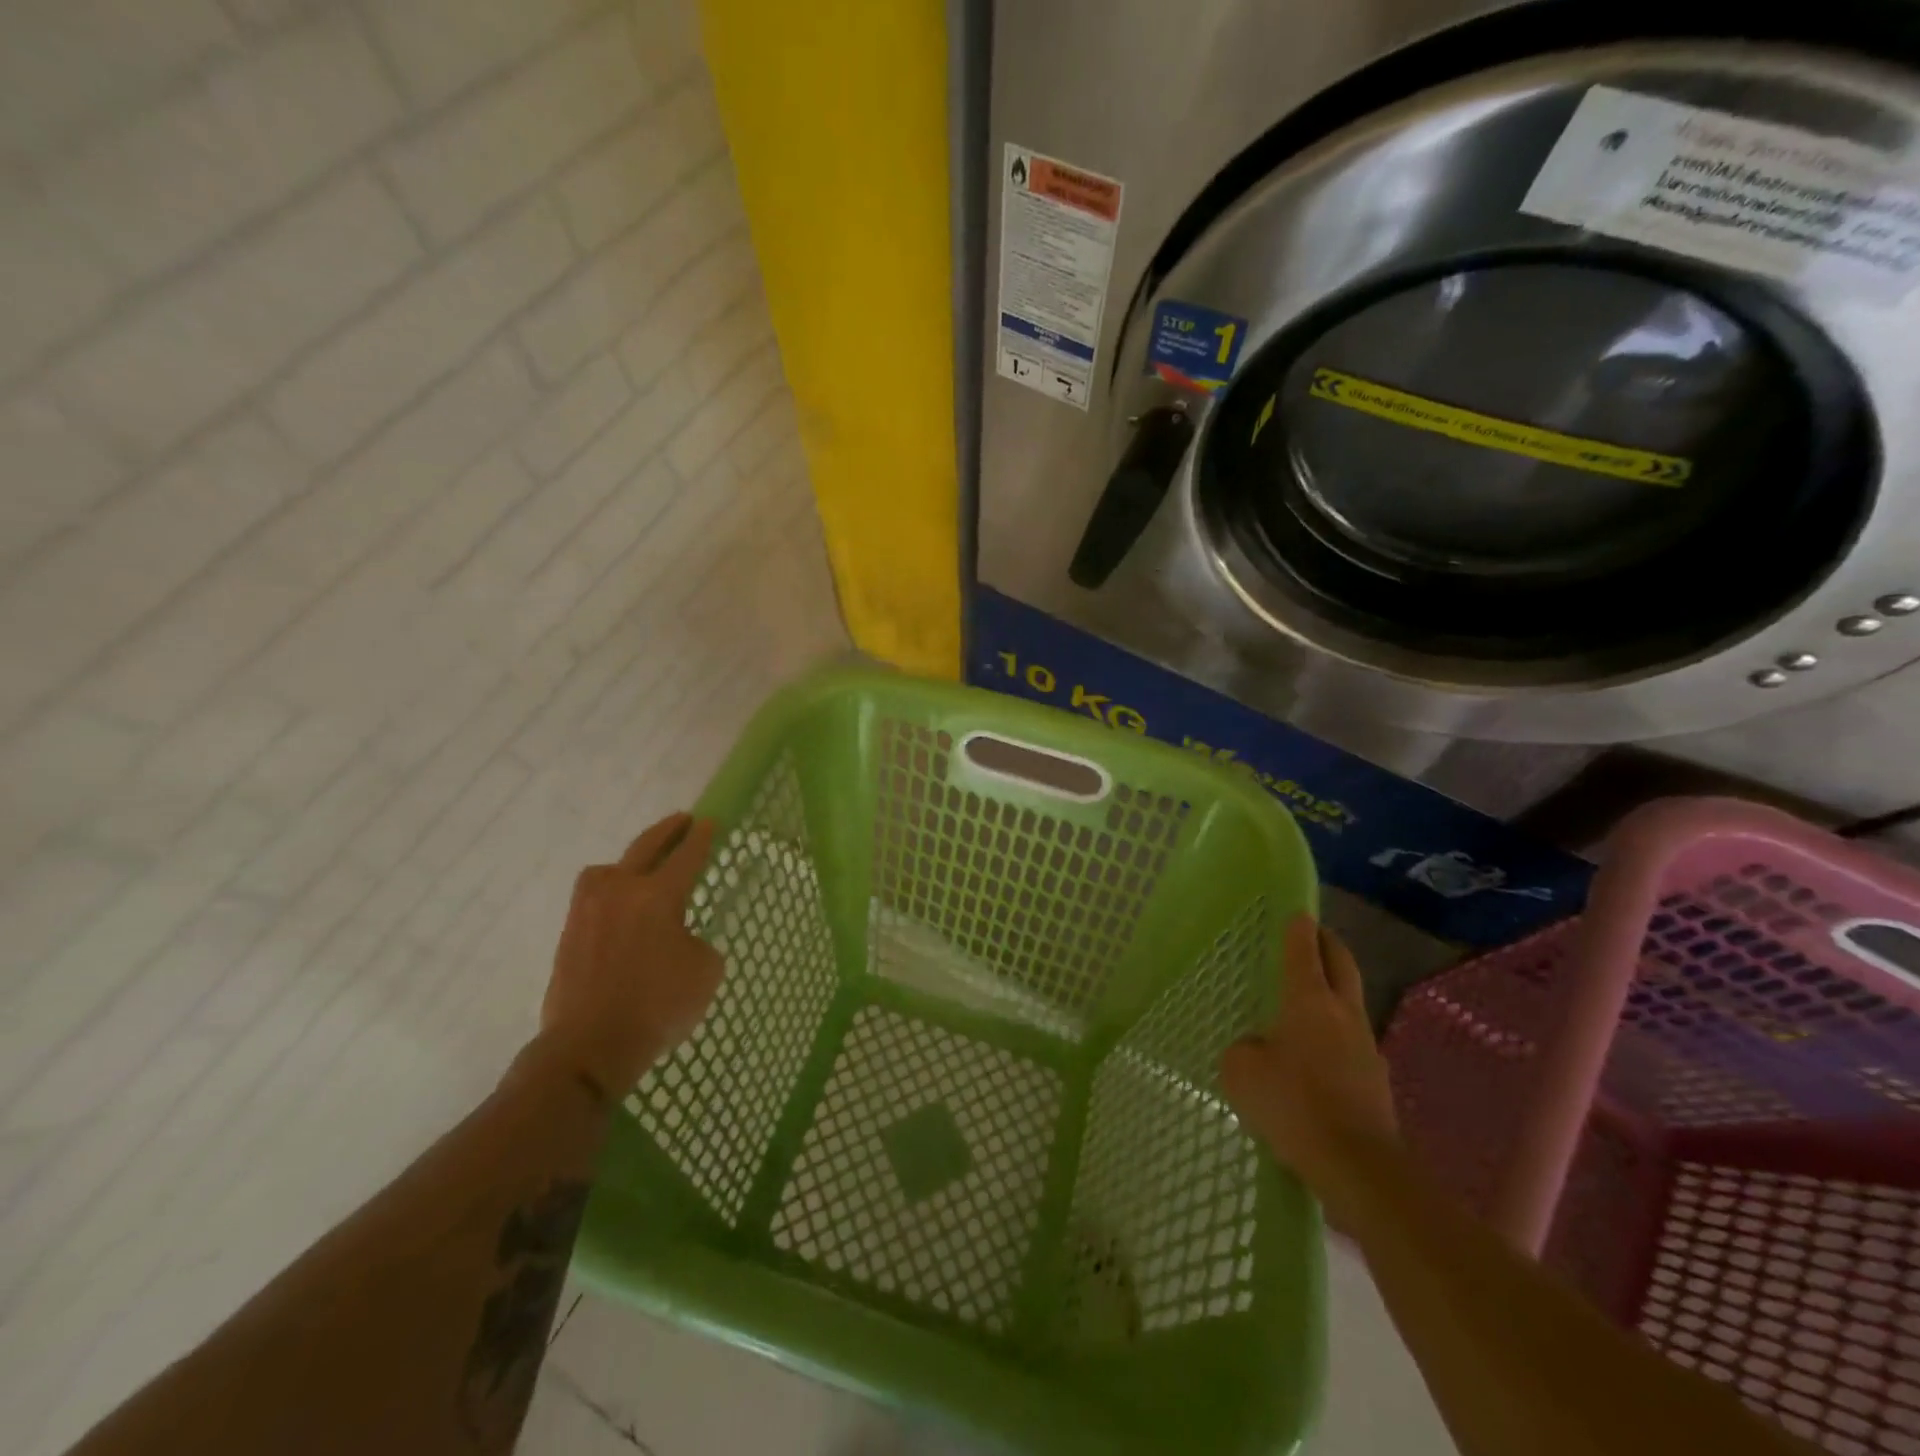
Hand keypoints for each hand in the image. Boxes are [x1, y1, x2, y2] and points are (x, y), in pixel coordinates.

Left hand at [538, 813, 721, 1098]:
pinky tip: (620, 905)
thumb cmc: (657, 1006)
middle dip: (668, 830)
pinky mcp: (570, 932)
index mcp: (658, 895)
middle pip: (646, 847)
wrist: (589, 1046)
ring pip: (610, 869)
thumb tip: (680, 938)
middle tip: (682, 820)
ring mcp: (589, 909)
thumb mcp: (705, 971)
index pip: (687, 856)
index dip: (702, 838)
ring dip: (631, 860)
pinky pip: (595, 896)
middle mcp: (621, 890)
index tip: (709, 822)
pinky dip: (612, 891)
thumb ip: (698, 942)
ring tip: (644, 867)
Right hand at [1220, 915, 1398, 1226]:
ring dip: (1333, 991)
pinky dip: (1335, 1035)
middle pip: (1341, 964)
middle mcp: (1343, 1014)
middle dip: (1328, 944)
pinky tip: (1315, 1057)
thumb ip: (1244, 1050)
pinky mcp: (1376, 1081)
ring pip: (1350, 1003)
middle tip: (1313, 934)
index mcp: (1310, 1001)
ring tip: (1307, 1000)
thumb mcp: (1242, 1072)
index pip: (1304, 950)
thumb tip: (1258, 1048)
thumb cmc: (1294, 1105)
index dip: (1298, 927)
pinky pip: (1351, 1043)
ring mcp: (1366, 1047)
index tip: (1297, 910)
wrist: (1359, 1168)